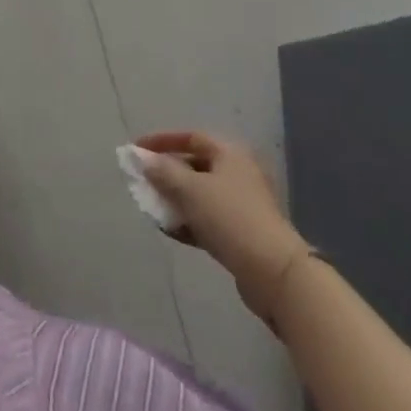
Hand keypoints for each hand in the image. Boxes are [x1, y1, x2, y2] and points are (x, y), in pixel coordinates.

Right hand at [137, 131, 312, 326]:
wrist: (274, 273)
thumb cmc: (230, 218)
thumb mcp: (190, 189)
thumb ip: (162, 171)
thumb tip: (142, 158)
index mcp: (229, 154)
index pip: (190, 137)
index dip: (162, 140)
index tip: (137, 149)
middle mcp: (237, 173)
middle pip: (194, 165)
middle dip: (166, 172)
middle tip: (142, 179)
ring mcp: (241, 205)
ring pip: (199, 195)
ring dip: (174, 198)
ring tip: (150, 205)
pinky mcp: (240, 233)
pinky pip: (206, 219)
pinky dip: (187, 220)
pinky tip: (168, 229)